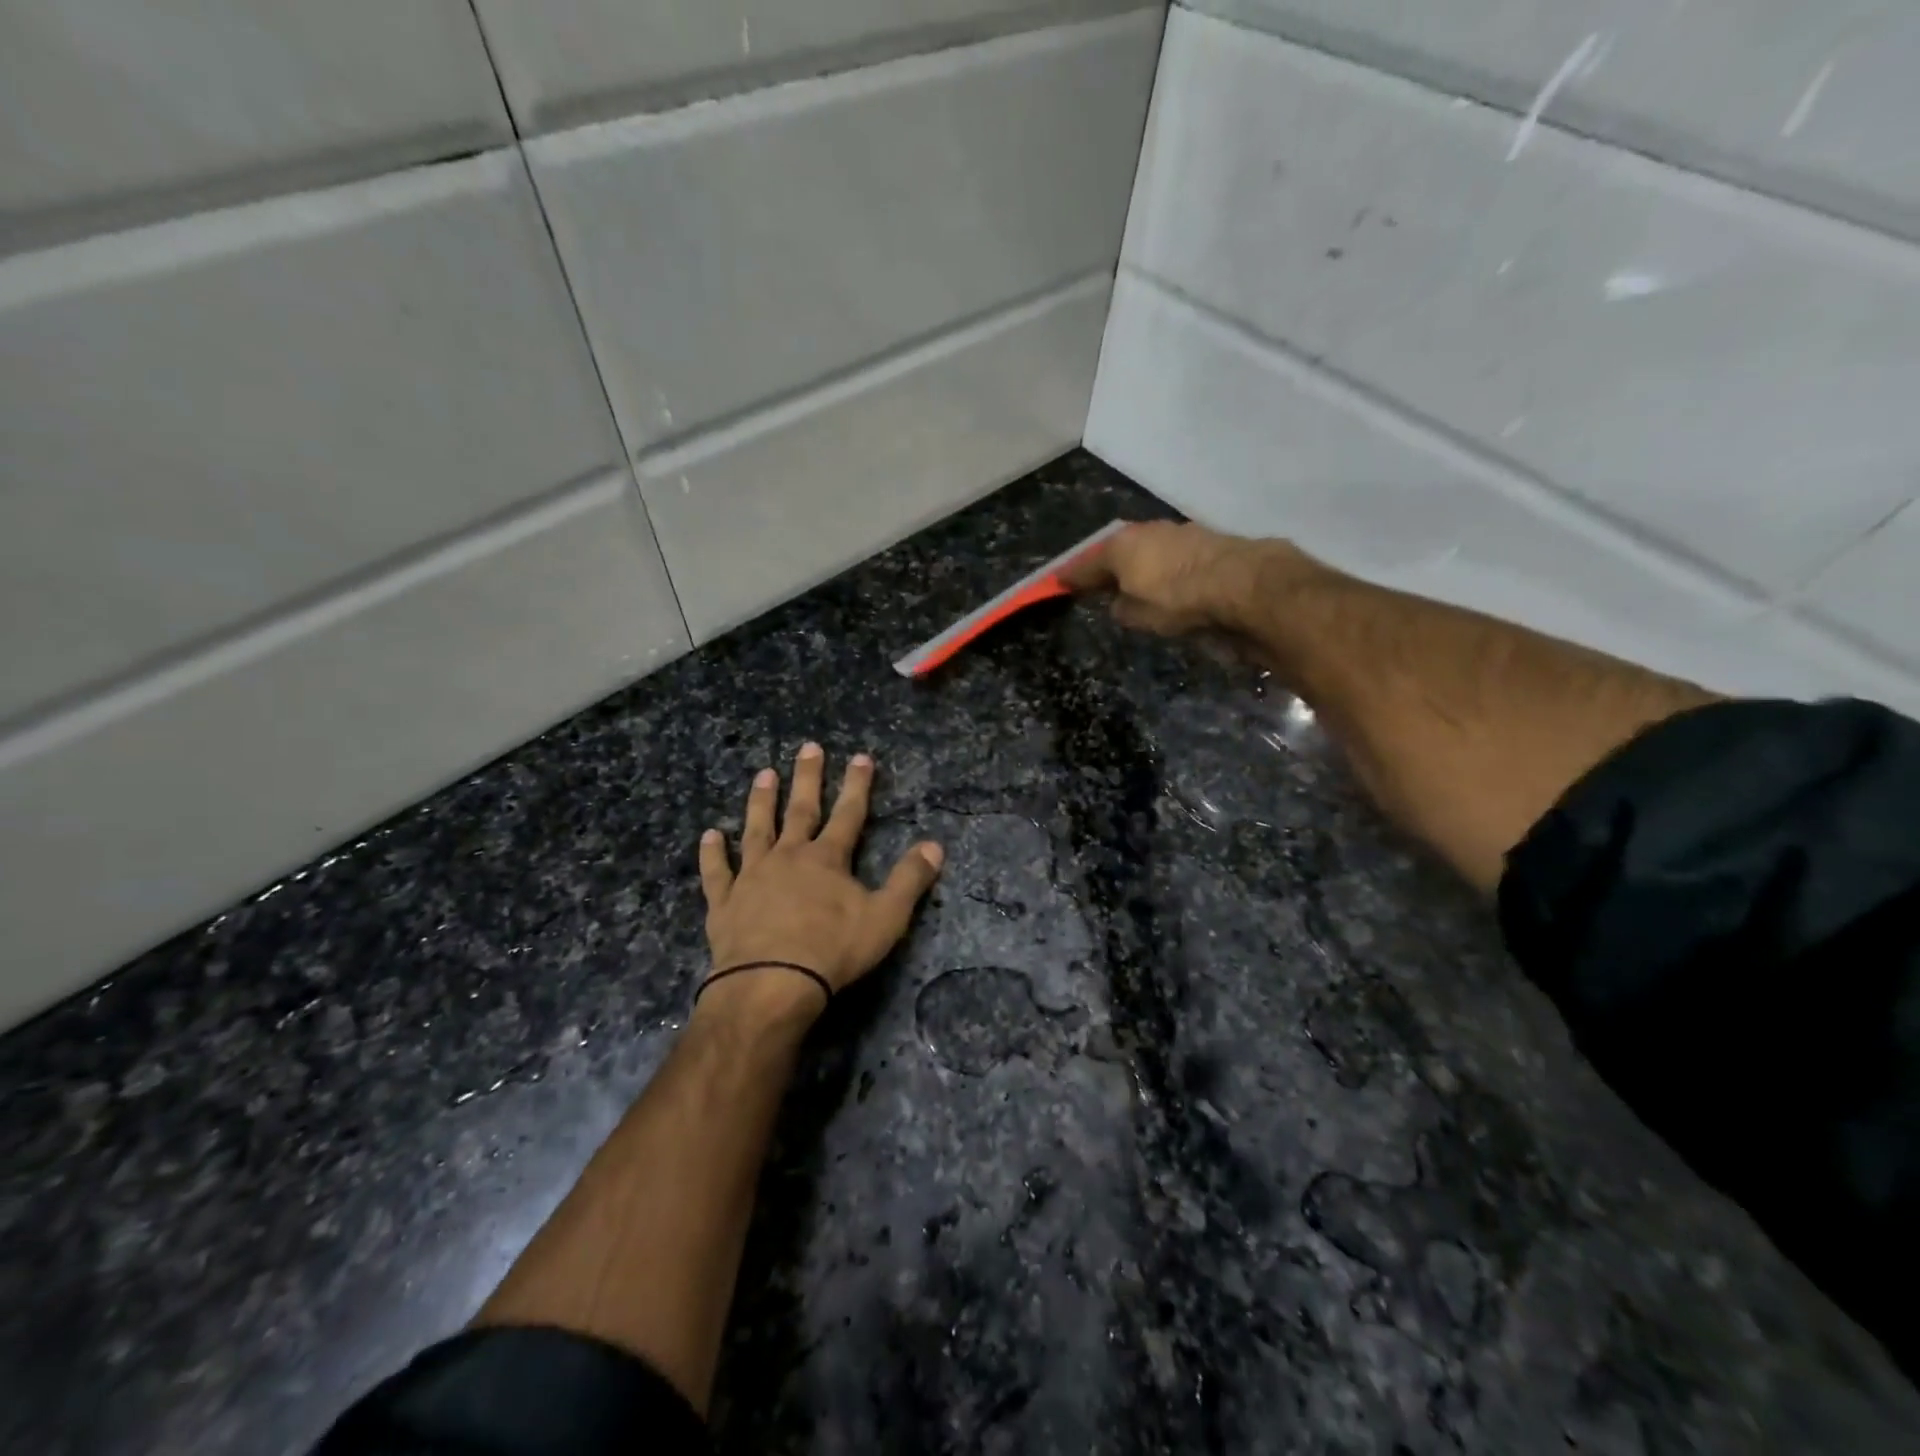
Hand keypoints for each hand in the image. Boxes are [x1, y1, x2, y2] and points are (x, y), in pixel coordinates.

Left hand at [696, 744, 942, 1025]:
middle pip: (801, 810)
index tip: (860, 757)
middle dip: (808, 778)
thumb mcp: (885, 917)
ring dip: (761, 802)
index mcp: (828, 859)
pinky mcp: (724, 902)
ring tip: (763, 775)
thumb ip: (909, 880)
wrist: (771, 983)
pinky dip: (712, 854)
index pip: (848, 814)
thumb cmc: (832, 950)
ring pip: (757, 830)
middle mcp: (789, 857)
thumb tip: (934, 846)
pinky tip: (709, 835)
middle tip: (808, 747)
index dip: (857, 785)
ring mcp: (752, 876)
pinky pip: (717, 872)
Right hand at [1060, 520, 1314, 636]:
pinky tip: (1172, 581)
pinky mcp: (1208, 539)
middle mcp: (1146, 531)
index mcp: (1121, 547)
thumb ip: (1121, 608)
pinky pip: (1174, 555)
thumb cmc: (1179, 602)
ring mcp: (1179, 531)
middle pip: (1117, 550)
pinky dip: (1167, 567)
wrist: (1246, 585)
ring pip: (1148, 549)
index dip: (1071, 576)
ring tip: (1137, 584)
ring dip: (1140, 564)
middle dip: (1108, 566)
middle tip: (1099, 583)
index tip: (1059, 582)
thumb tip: (1119, 602)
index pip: (1086, 563)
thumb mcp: (1139, 616)